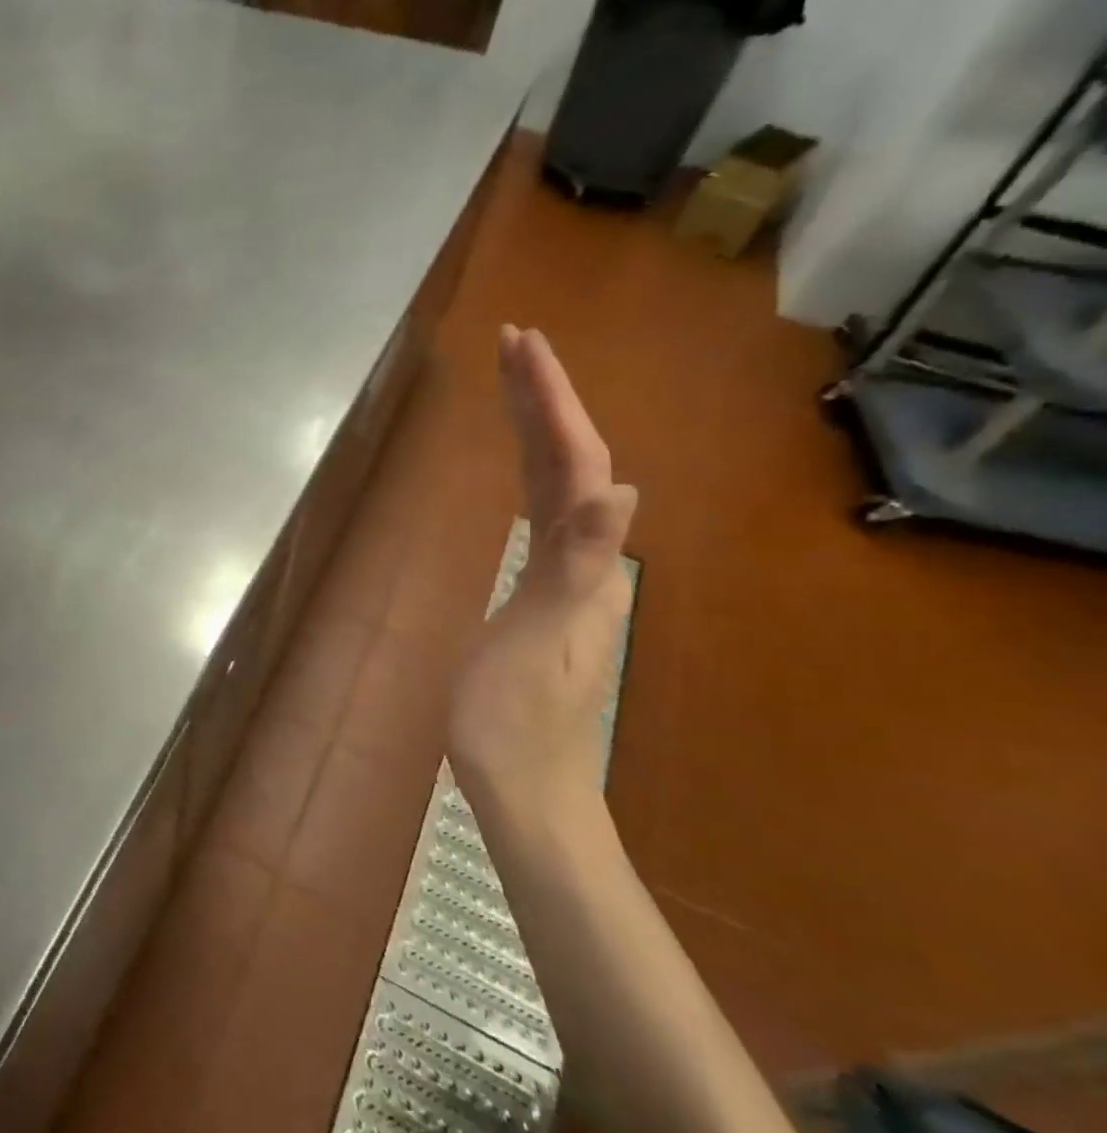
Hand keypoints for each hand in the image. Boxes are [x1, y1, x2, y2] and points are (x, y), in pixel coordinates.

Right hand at [449, 328, 635, 823]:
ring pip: (557, 484)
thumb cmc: (515, 723)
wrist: (526, 789)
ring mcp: (565, 577)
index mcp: (582, 563)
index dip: (550, 401)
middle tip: (512, 342)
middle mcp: (585, 559)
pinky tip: (520, 465)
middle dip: (544, 398)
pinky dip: (529, 472)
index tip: (520, 345)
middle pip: (571, 463)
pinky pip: (540, 513)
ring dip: (537, 428)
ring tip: (510, 383)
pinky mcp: (542, 593)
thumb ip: (577, 566)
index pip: (574, 463)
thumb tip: (622, 489)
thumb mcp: (540, 642)